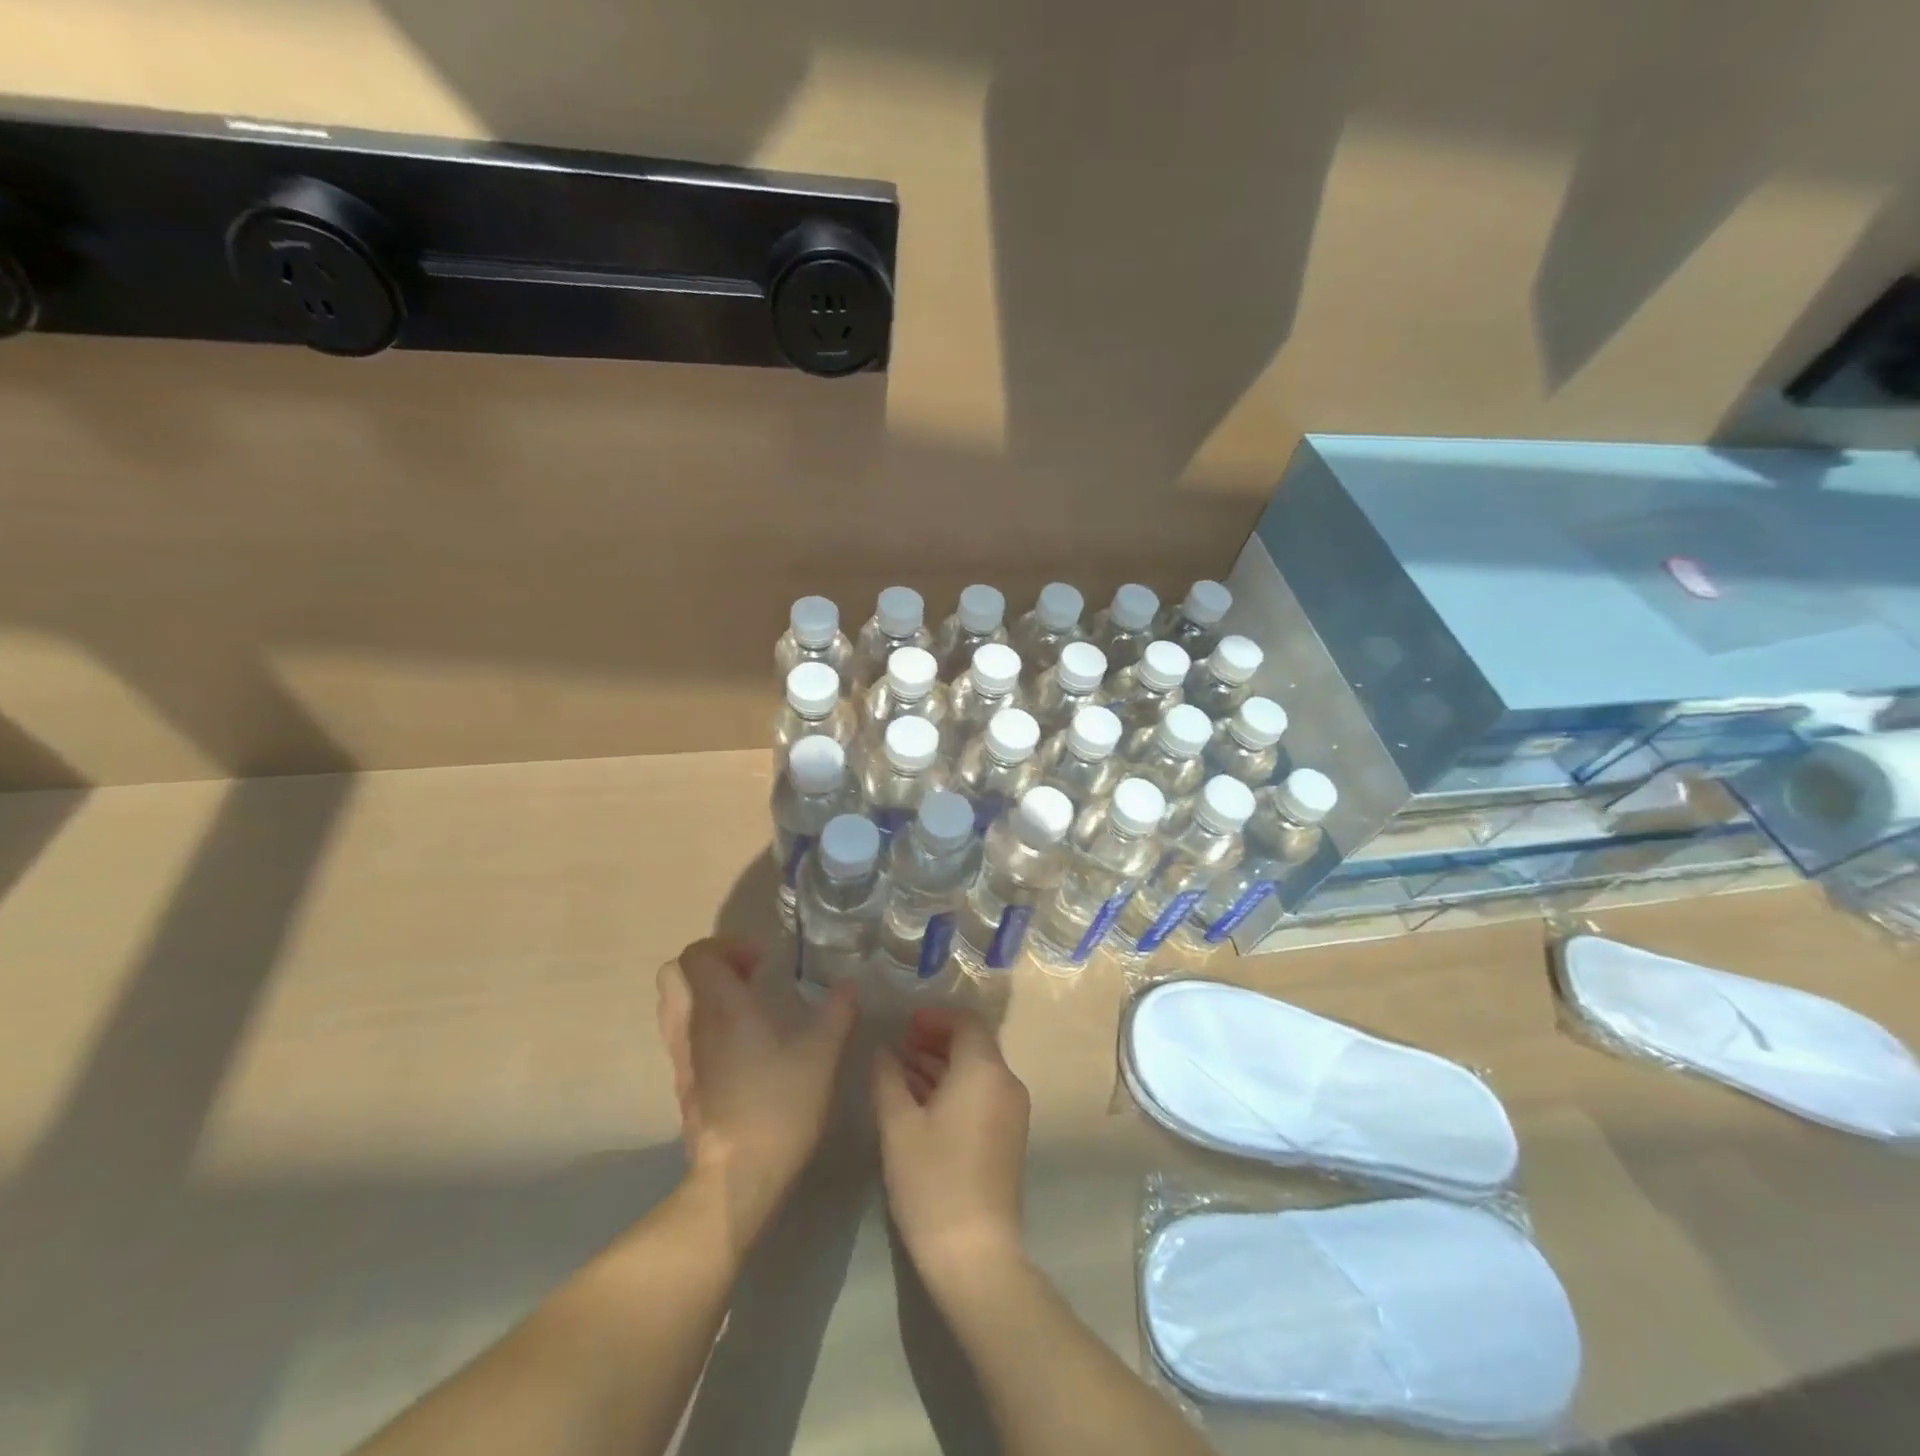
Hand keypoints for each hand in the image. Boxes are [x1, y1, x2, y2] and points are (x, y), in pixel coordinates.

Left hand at [656, 937, 856, 1254]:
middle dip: (710, 964)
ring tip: (744, 1005)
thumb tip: (850, 986)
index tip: (762, 961)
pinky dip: (702, 1022)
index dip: (727, 946)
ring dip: (702, 992)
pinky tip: (739, 1043)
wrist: (738, 1175)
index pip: (697, 954)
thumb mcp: (821, 1054)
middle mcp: (692, 1024)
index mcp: (721, 1006)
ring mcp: (681, 1055)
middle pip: (674, 972)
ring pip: (673, 1003)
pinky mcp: (682, 1082)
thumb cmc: (779, 1104)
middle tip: (748, 975)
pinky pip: (680, 1033)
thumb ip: (837, 1013)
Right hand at [872, 1008, 1030, 1291]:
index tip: (904, 1024)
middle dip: (936, 1038)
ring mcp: (1012, 1110)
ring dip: (942, 1063)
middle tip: (899, 1043)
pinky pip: (982, 1092)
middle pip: (973, 1043)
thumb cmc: (932, 1180)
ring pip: (976, 1069)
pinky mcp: (1009, 1135)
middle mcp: (1005, 1082)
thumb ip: (888, 1078)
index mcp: (984, 1069)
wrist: (974, 1252)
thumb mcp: (898, 1125)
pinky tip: (920, 1099)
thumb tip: (882, 1050)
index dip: (935, 1017)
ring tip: (901, 1068)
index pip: (966, 1021)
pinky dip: (954, 1086)